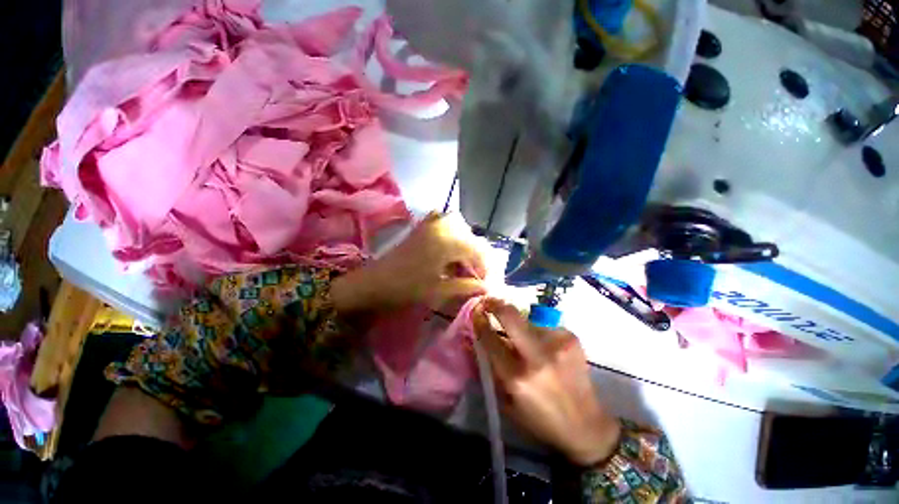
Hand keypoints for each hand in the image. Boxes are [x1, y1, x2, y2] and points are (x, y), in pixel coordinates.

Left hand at [332, 213, 486, 313]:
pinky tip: (449, 246)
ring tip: (463, 263)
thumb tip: (487, 288)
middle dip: (477, 256)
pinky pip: (442, 221)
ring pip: (459, 227)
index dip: (485, 267)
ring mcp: (430, 225)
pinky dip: (450, 231)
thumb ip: (466, 287)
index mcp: (448, 242)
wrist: (374, 282)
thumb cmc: (407, 288)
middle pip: (470, 237)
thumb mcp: (439, 290)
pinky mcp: (421, 227)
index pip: (478, 250)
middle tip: (476, 275)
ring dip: (465, 244)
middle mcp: (442, 227)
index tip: (486, 283)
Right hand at [473, 298, 620, 466]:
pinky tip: (546, 349)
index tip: (476, 314)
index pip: (490, 339)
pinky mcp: (571, 338)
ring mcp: (557, 343)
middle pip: (510, 315)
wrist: (587, 426)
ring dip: (520, 327)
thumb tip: (478, 340)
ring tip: (526, 342)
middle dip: (495, 304)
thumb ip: (491, 369)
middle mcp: (537, 356)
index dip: (479, 322)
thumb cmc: (540, 420)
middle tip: (488, 302)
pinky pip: (544, 326)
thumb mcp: (507, 401)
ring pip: (527, 320)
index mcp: (517, 377)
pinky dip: (539, 334)